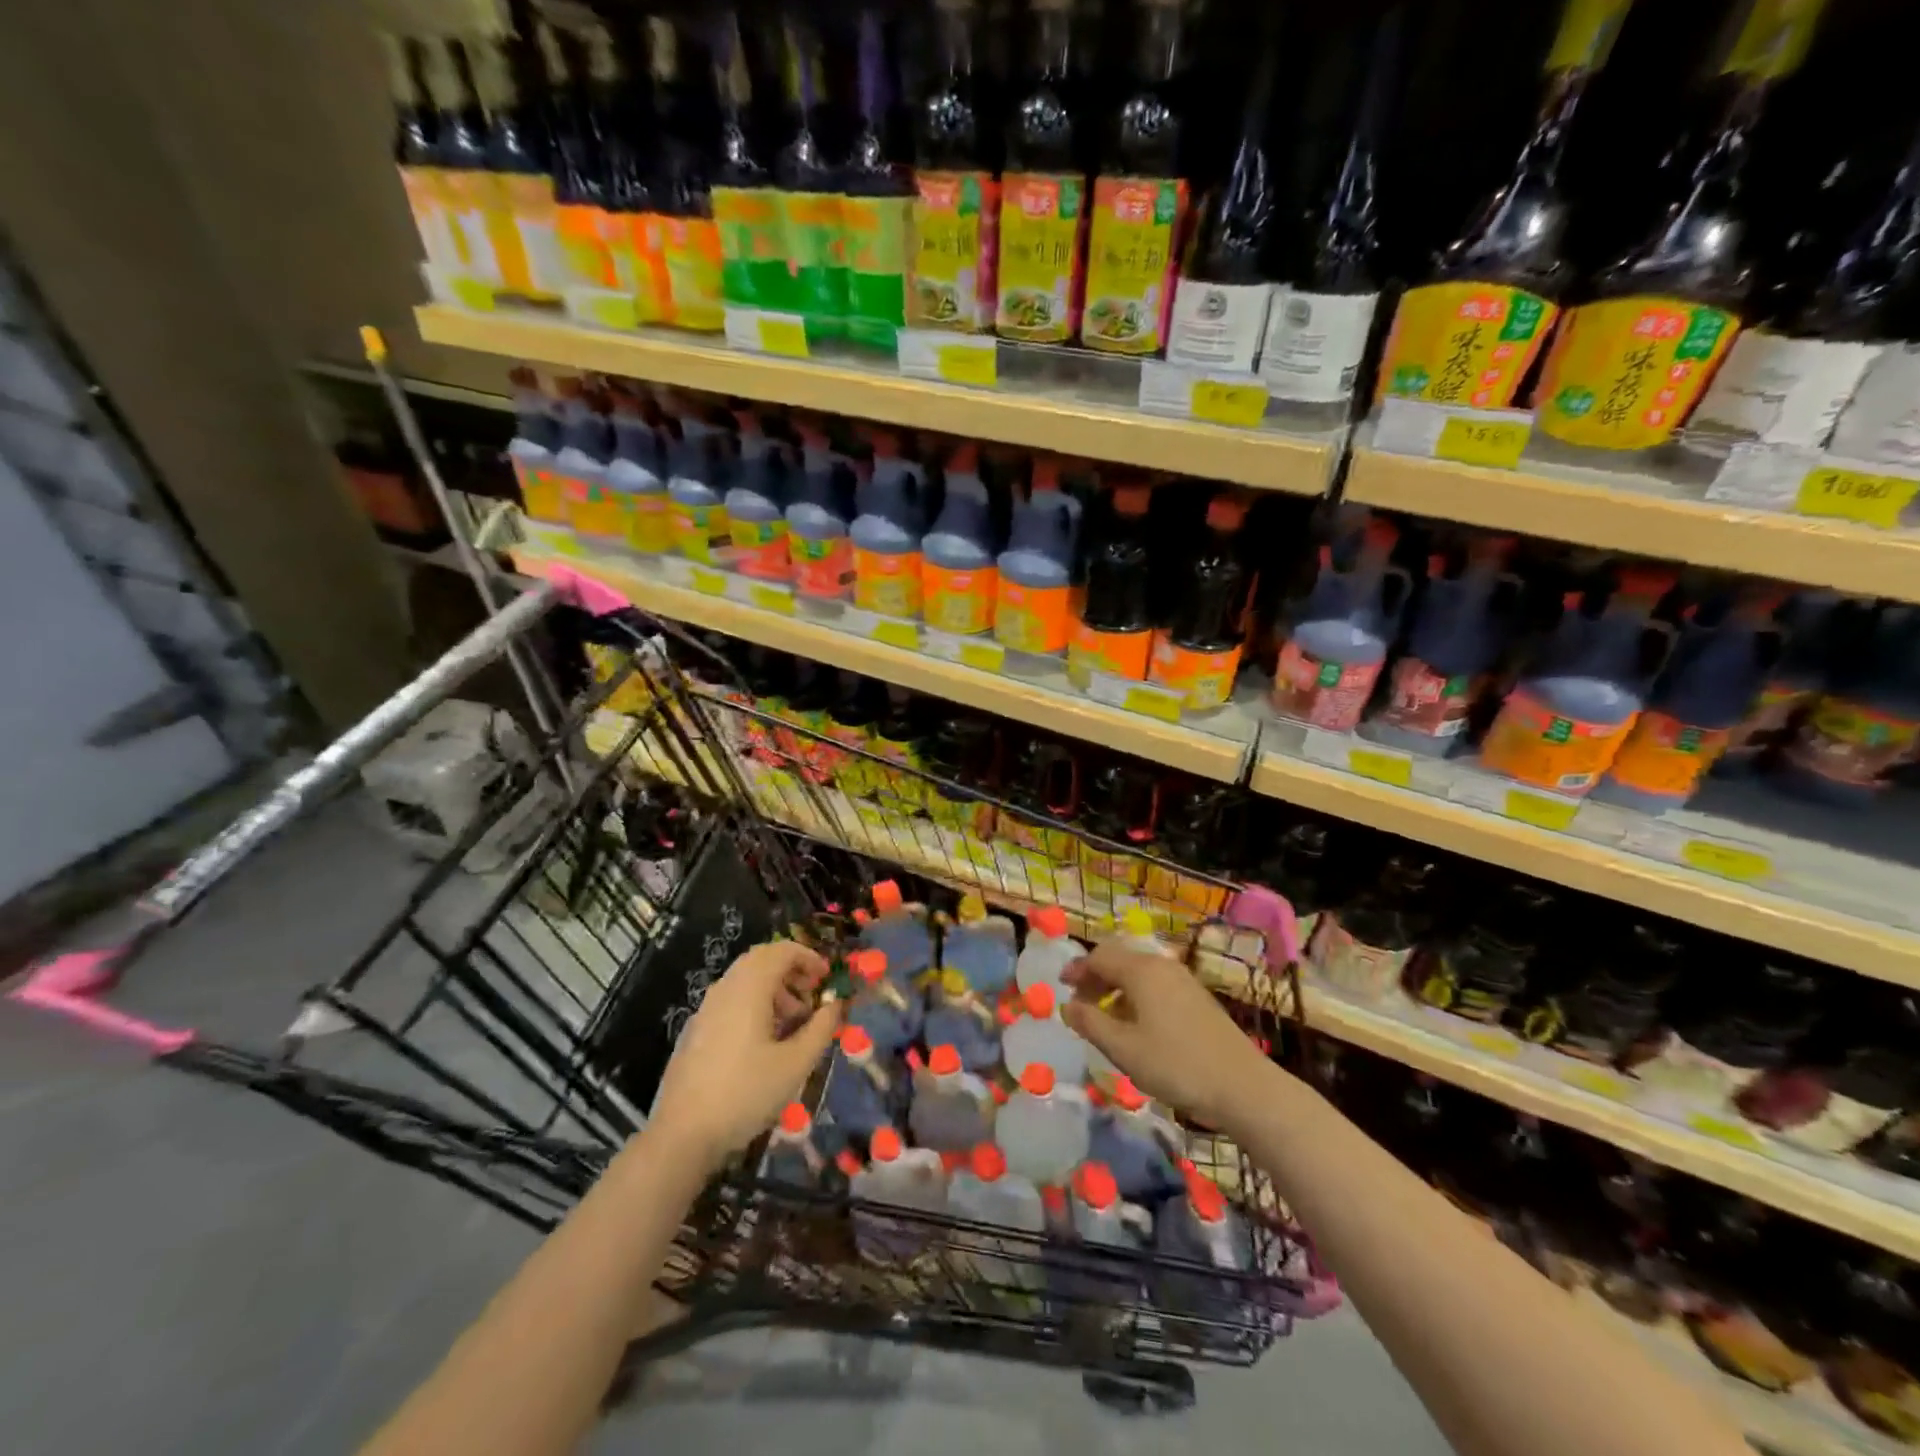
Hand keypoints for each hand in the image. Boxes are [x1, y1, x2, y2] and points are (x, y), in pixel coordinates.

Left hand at [649, 941, 841, 1169]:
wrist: (683, 1135)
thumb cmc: (746, 1093)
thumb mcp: (796, 1063)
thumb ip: (821, 1028)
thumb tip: (835, 1004)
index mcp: (748, 989)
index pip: (781, 951)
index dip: (808, 957)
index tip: (827, 977)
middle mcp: (724, 989)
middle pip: (761, 961)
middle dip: (791, 972)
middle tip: (812, 996)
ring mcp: (706, 1010)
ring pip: (745, 981)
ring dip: (774, 991)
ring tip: (794, 1024)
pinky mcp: (696, 1032)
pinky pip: (731, 1002)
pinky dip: (755, 1005)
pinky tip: (765, 1043)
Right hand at [1062, 940, 1273, 1130]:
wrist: (1243, 1086)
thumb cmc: (1176, 1065)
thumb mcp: (1123, 1049)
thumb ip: (1090, 1023)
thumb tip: (1067, 1006)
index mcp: (1141, 970)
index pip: (1099, 957)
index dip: (1077, 970)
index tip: (1061, 986)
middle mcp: (1162, 966)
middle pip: (1120, 959)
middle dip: (1096, 976)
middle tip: (1080, 1002)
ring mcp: (1183, 980)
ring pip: (1140, 972)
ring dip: (1117, 987)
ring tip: (1105, 1015)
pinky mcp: (1198, 998)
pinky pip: (1157, 984)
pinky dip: (1137, 995)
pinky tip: (1137, 1024)